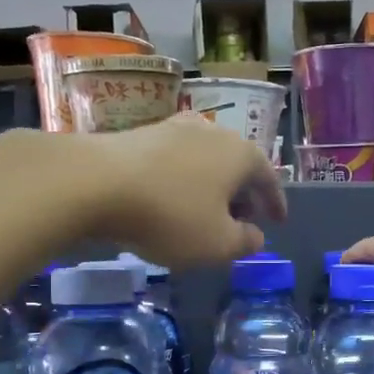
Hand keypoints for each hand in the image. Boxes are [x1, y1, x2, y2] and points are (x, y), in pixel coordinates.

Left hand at [59, 114, 285, 269]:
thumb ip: (244, 242)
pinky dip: (183, 180)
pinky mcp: (142, 134)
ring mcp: (175, 128)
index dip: (276, 204)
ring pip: (206, 160)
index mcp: (241, 154)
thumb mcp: (217, 244)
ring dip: (212, 186)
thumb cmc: (170, 215)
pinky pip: (177, 161)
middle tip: (242, 220)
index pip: (269, 179)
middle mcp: (214, 132)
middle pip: (238, 165)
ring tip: (206, 211)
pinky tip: (171, 199)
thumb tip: (256, 236)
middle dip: (243, 194)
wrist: (95, 182)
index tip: (278, 222)